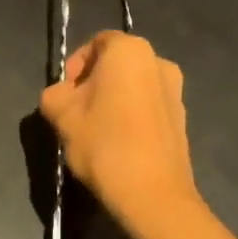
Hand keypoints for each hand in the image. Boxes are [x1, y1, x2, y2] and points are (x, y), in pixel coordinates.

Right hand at [39, 31, 201, 238]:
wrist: (153, 195)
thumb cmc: (103, 144)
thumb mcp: (61, 115)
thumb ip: (54, 94)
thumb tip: (61, 95)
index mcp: (129, 50)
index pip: (95, 43)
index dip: (75, 65)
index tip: (64, 94)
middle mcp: (158, 61)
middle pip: (116, 64)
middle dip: (93, 83)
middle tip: (75, 112)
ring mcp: (176, 90)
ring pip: (134, 86)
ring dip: (113, 100)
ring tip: (96, 131)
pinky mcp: (183, 118)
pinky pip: (149, 106)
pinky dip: (132, 115)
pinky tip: (118, 144)